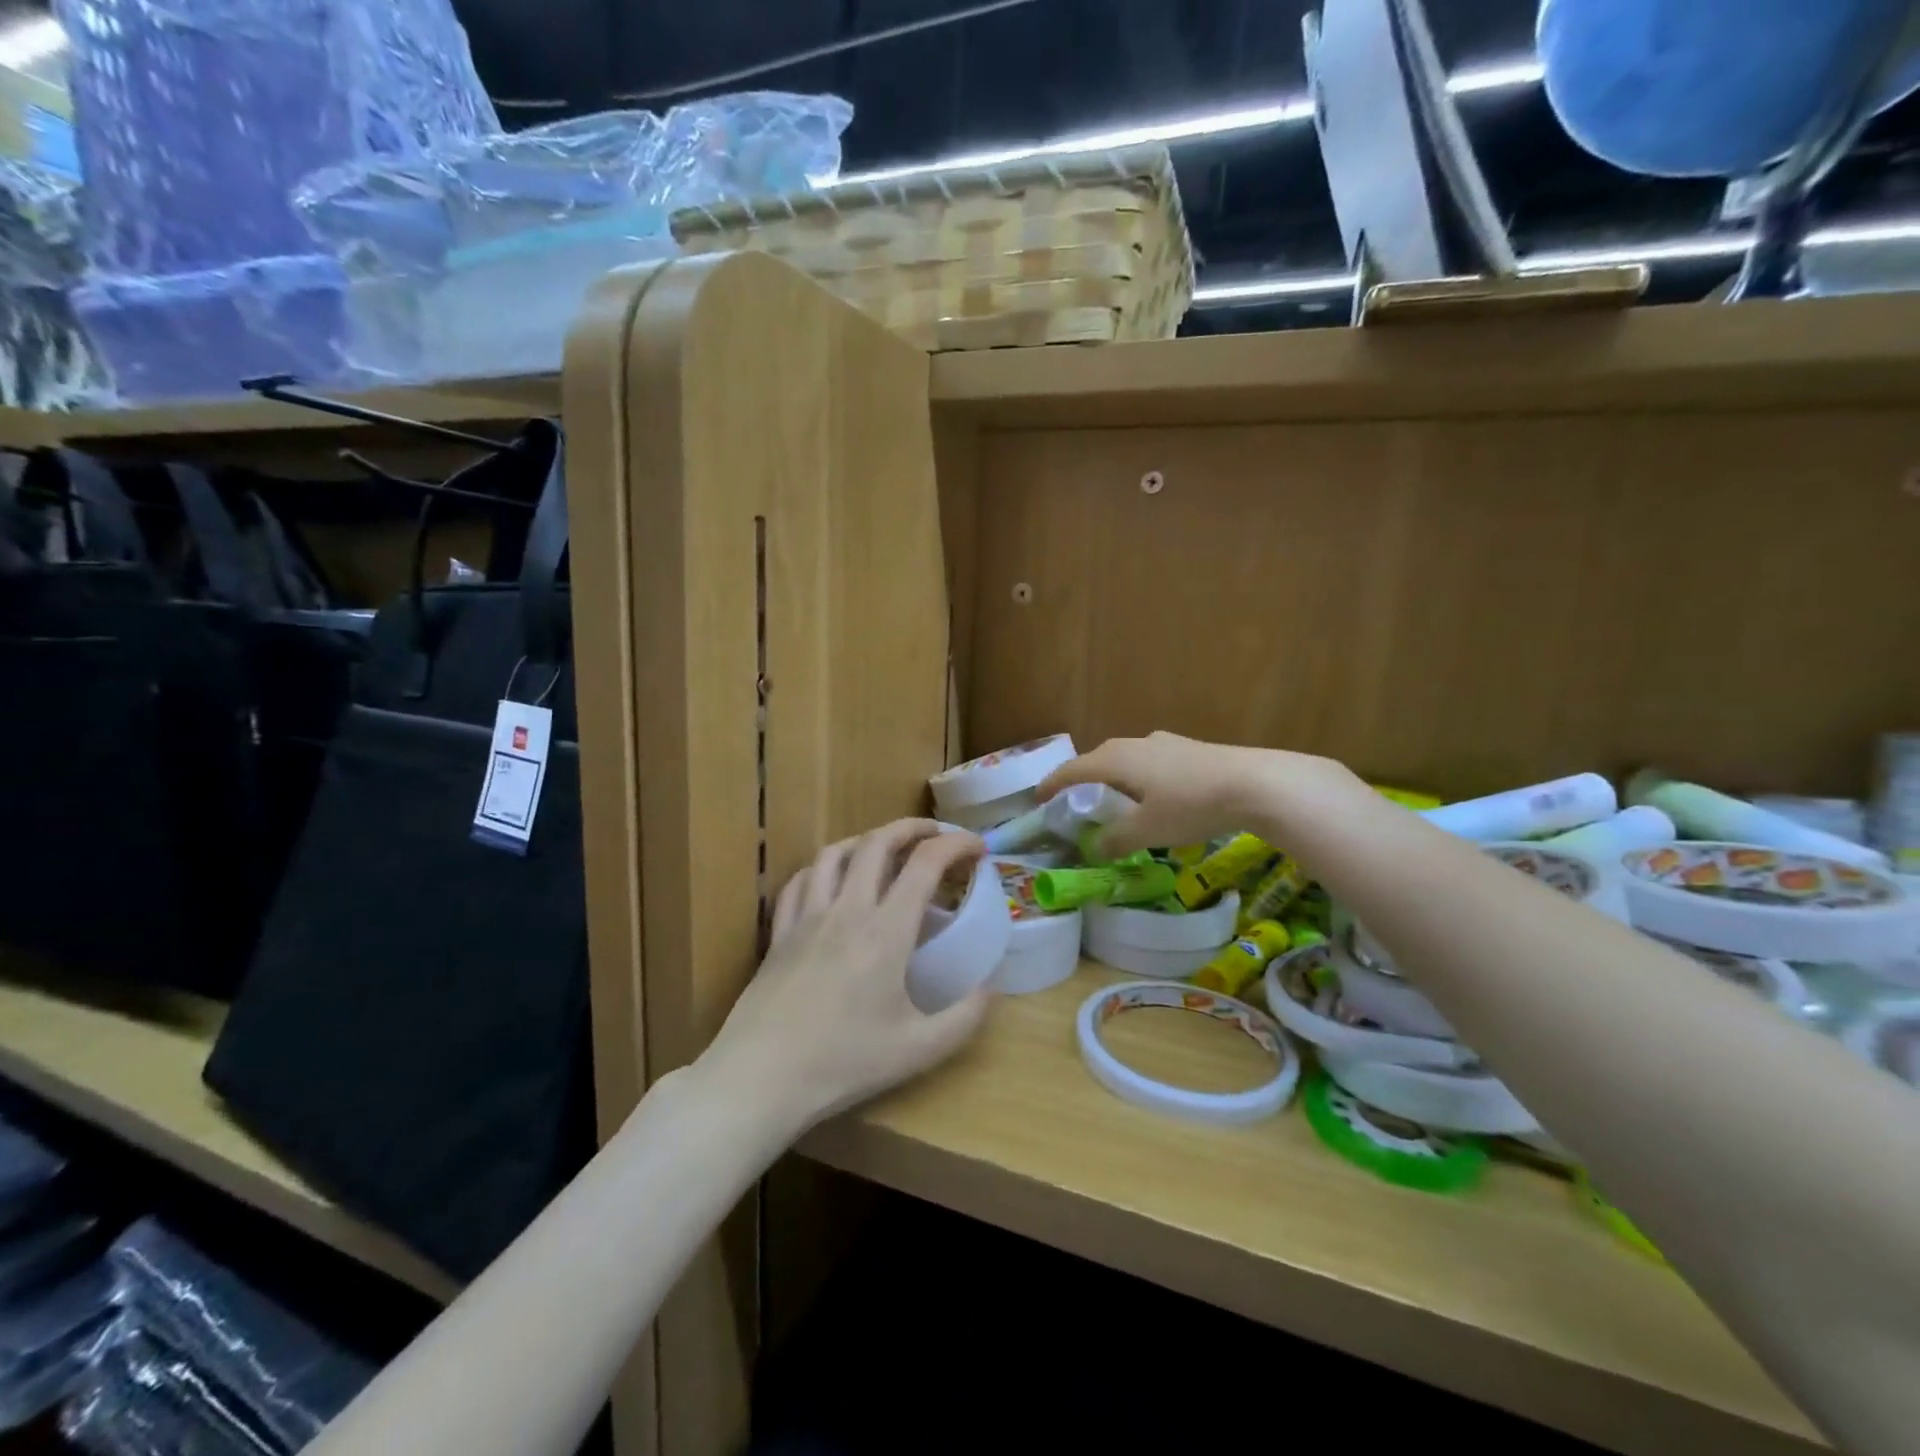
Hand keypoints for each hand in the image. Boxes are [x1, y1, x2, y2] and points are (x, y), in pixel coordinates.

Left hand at [700, 819, 992, 1135]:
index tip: (977, 847)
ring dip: (865, 840)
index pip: (925, 864)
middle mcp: (847, 910)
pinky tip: (830, 879)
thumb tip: (991, 989)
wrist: (761, 1078)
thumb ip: (964, 1018)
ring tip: (884, 848)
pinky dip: (821, 868)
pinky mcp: (779, 933)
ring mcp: (807, 917)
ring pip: (834, 853)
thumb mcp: (918, 1049)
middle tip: (936, 835)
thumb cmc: (843, 1063)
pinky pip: (798, 881)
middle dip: (912, 828)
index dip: (956, 844)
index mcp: (886, 931)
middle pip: (878, 842)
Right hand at [1036, 732, 1356, 857]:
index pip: (1073, 770)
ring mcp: (1163, 742)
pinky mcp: (1188, 748)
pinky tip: (1154, 794)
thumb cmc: (1191, 805)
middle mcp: (1135, 744)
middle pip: (1098, 759)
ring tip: (1114, 799)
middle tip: (1074, 801)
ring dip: (1113, 777)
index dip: (1053, 784)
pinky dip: (1138, 777)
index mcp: (1116, 760)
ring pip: (1126, 759)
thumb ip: (1117, 839)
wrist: (1254, 783)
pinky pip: (1148, 761)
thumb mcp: (1148, 830)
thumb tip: (1097, 846)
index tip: (1038, 798)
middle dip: (1082, 779)